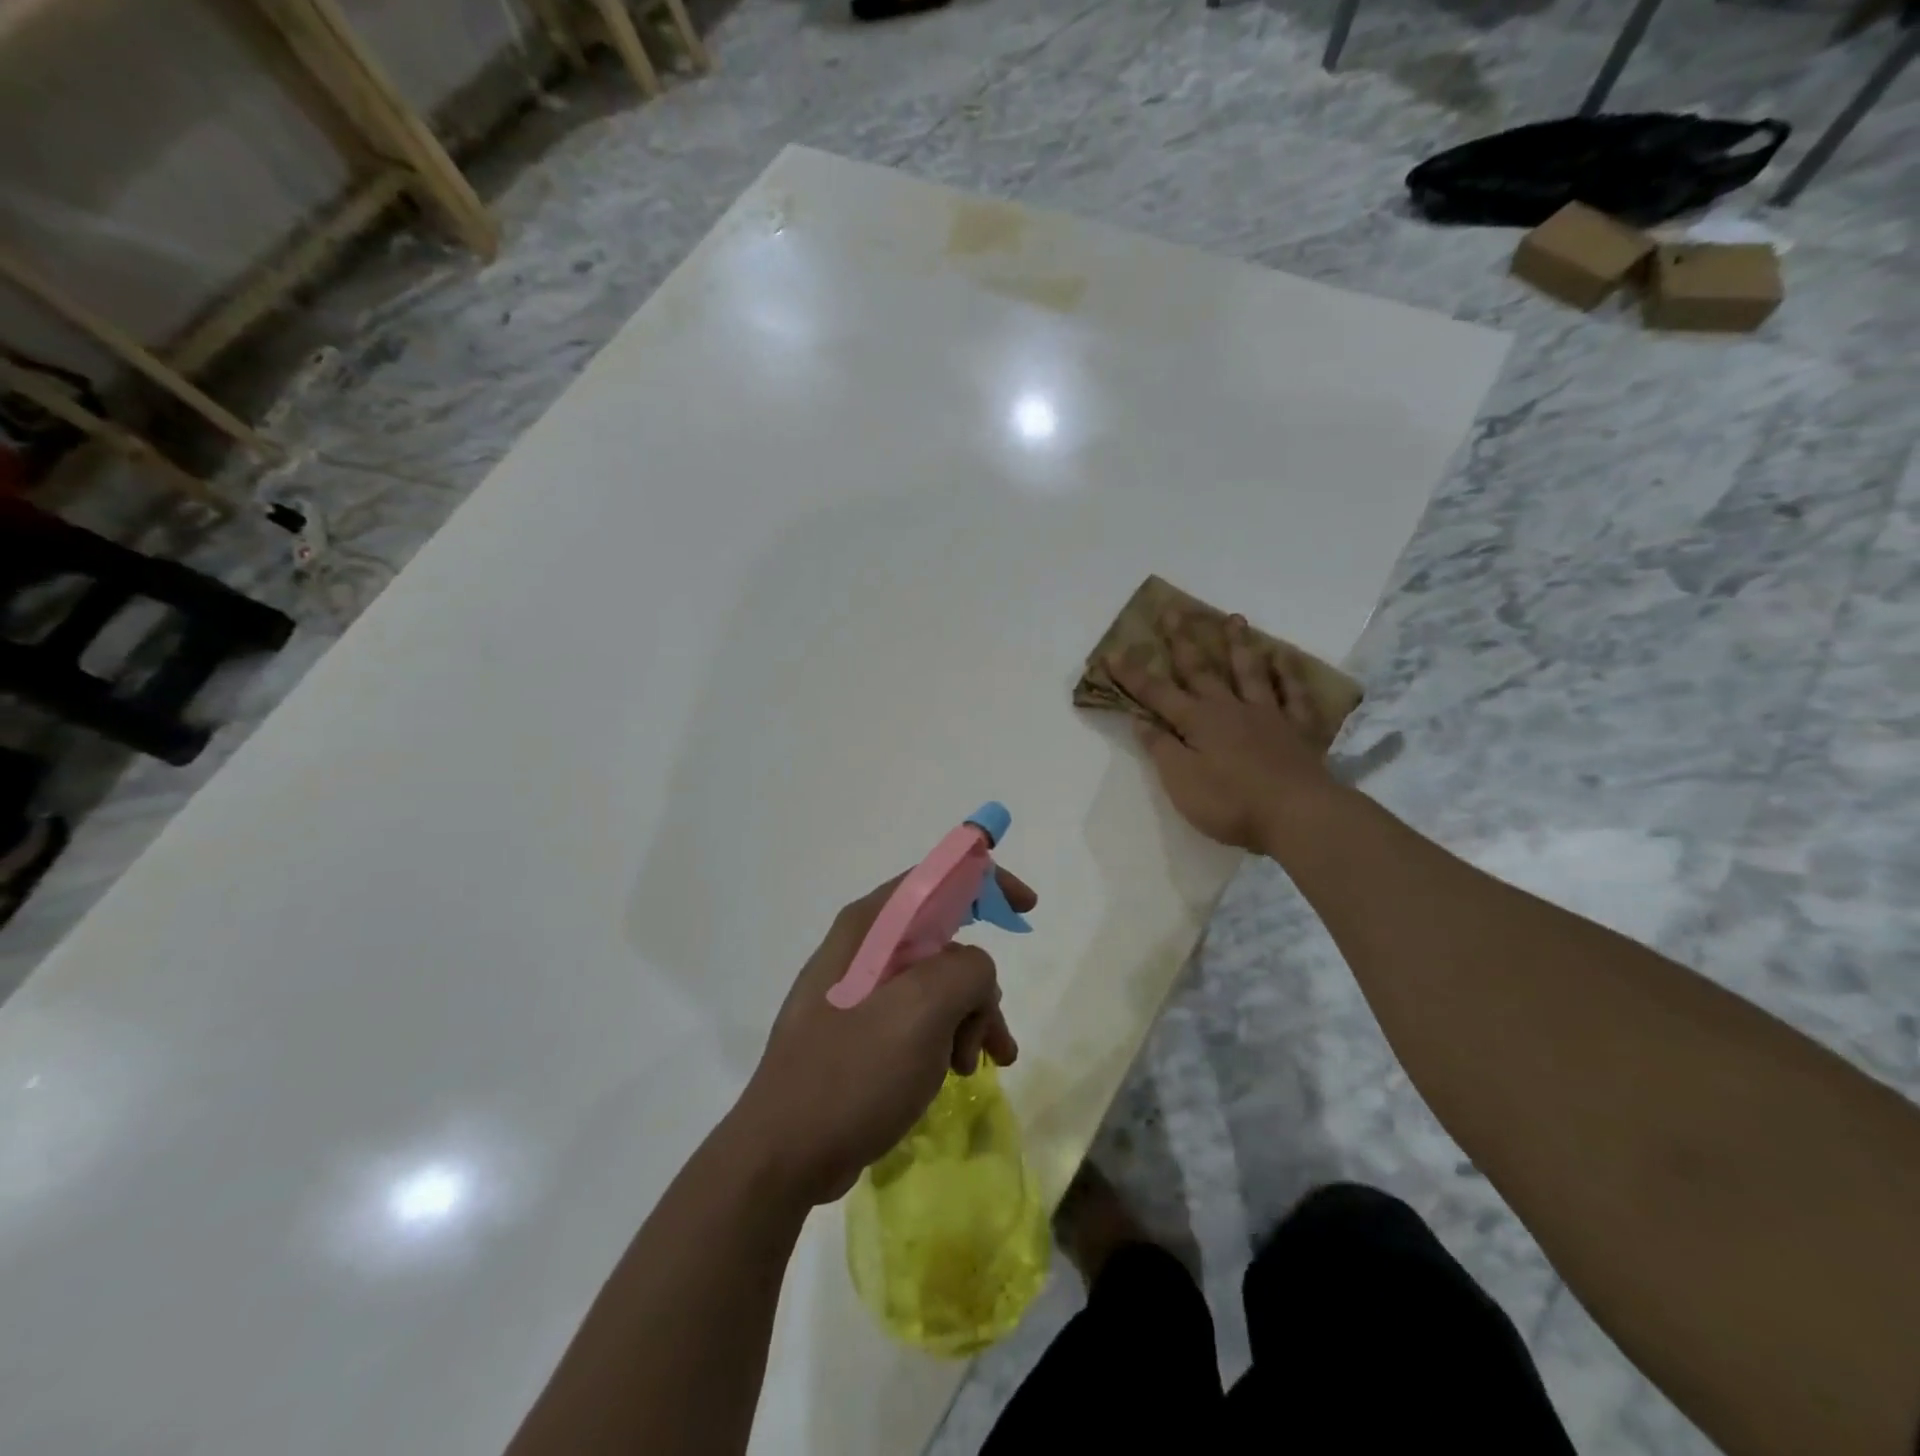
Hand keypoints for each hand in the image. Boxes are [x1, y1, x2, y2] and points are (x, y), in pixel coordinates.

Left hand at [728, 868, 1036, 1205]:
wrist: (783, 1155)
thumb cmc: (852, 1073)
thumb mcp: (921, 1012)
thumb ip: (965, 971)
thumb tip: (973, 972)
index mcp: (870, 926)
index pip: (936, 878)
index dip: (985, 881)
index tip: (1026, 907)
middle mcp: (863, 948)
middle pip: (944, 940)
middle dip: (979, 985)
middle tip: (992, 1037)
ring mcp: (859, 991)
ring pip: (937, 984)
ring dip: (968, 1019)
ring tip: (976, 1066)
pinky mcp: (860, 1030)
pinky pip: (919, 1017)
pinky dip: (947, 1037)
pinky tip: (956, 1073)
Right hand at [1111, 610, 1335, 854]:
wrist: (1298, 815)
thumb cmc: (1231, 803)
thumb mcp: (1181, 781)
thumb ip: (1161, 748)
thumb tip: (1141, 720)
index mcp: (1198, 722)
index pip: (1157, 694)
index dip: (1133, 675)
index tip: (1112, 653)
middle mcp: (1230, 709)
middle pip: (1202, 670)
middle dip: (1183, 641)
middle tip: (1174, 610)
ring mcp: (1268, 716)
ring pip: (1250, 672)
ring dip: (1239, 644)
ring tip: (1234, 618)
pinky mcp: (1298, 730)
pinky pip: (1294, 695)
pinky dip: (1289, 675)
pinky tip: (1285, 658)